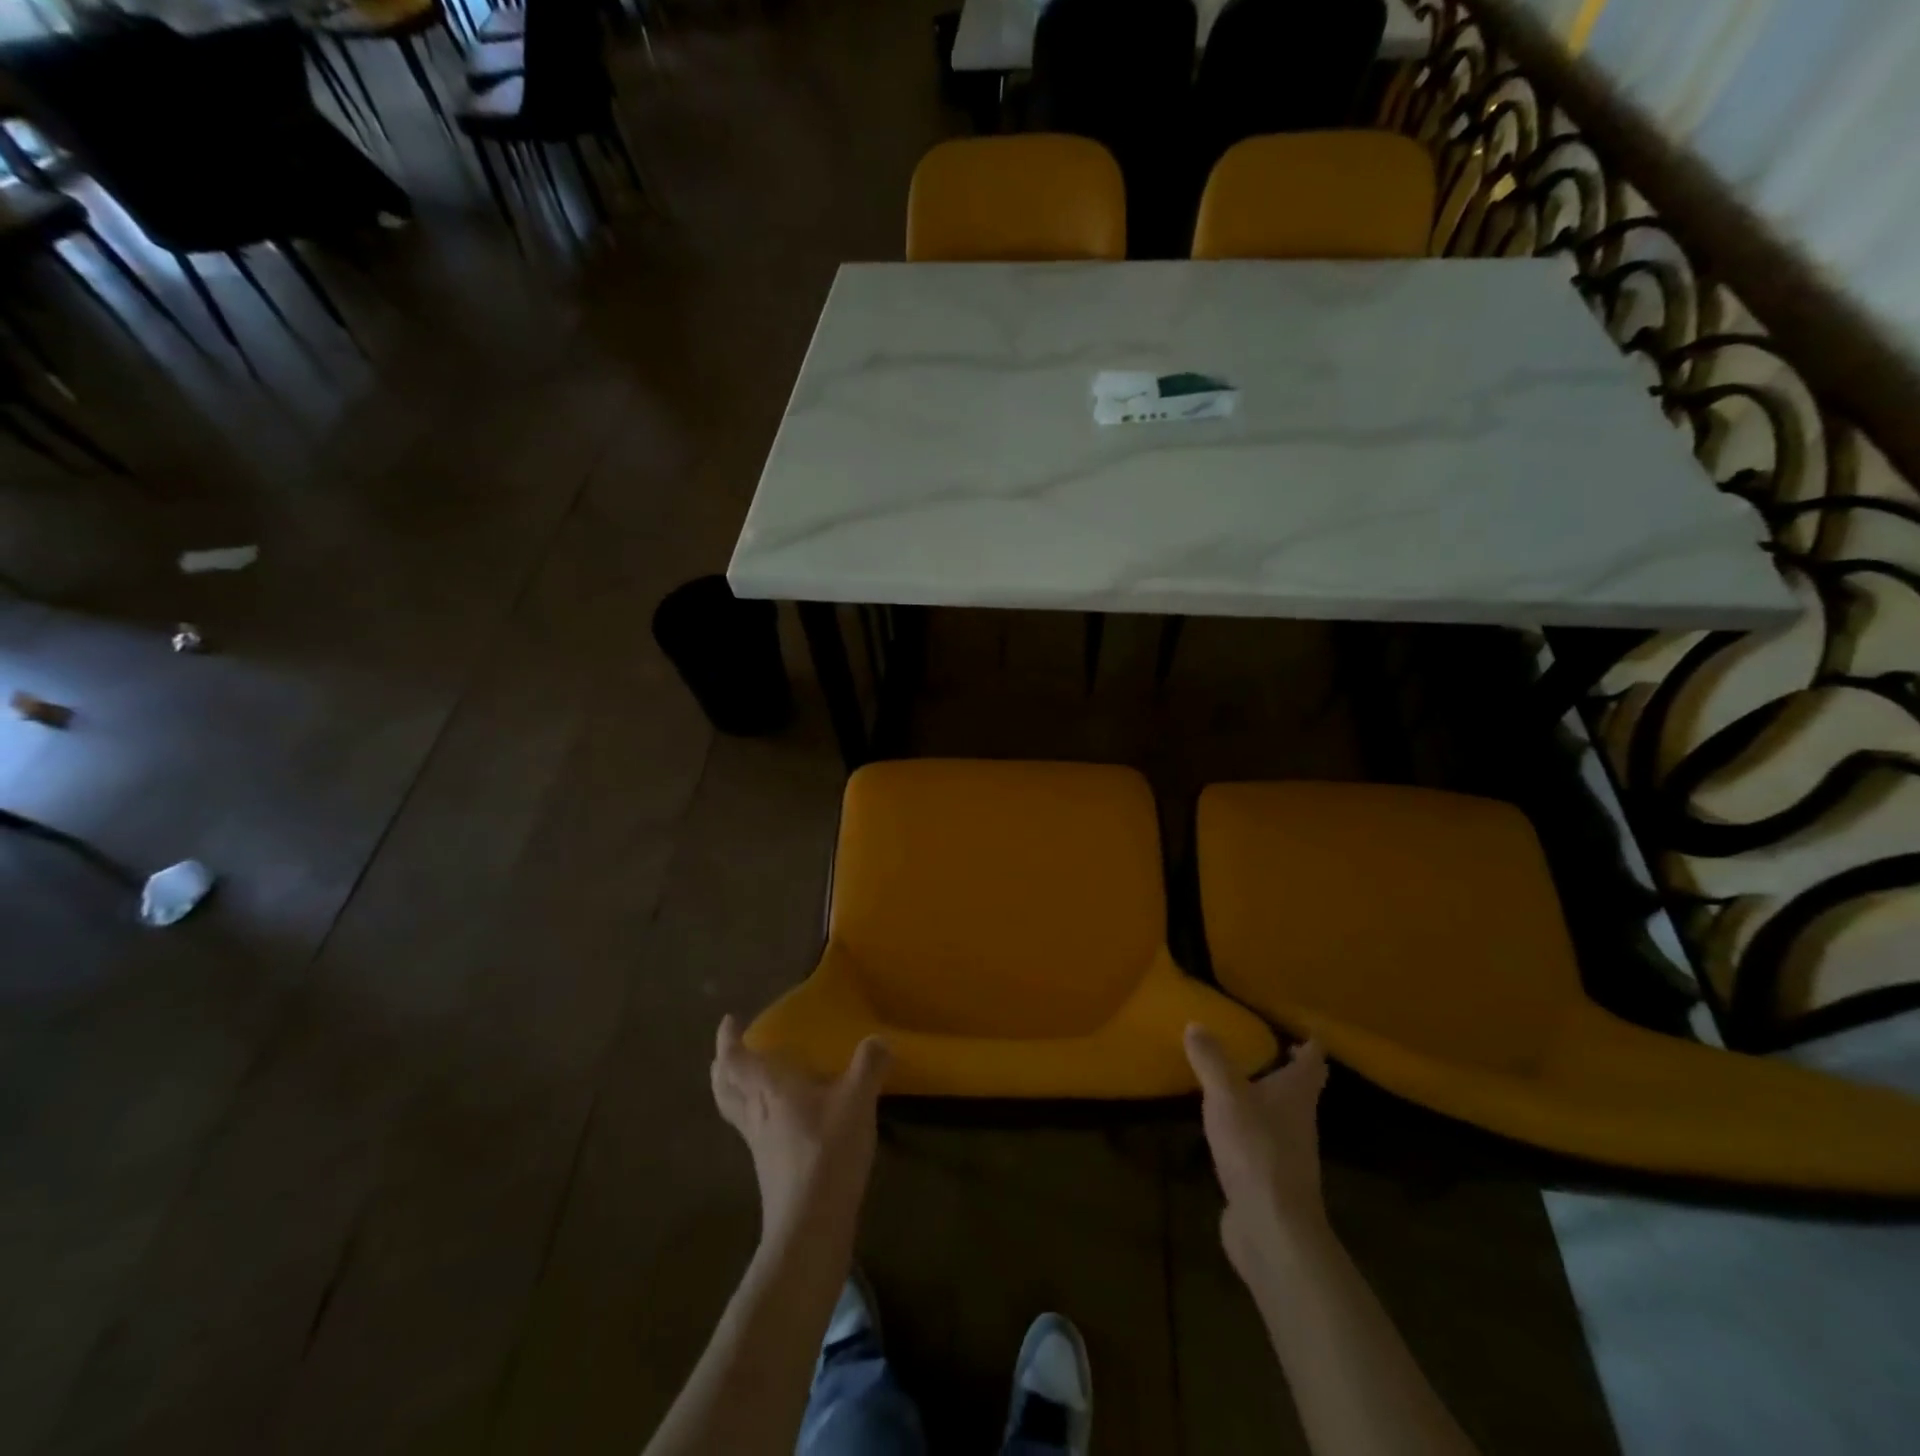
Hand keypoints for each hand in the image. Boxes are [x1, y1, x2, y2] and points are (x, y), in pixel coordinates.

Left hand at [711, 1016, 890, 1244]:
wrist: (809, 1227)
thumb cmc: (827, 1152)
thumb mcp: (857, 1101)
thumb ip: (868, 1065)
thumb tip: (879, 1040)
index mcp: (769, 1089)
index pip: (736, 1059)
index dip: (728, 1039)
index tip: (728, 1021)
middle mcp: (756, 1113)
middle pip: (726, 1087)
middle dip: (723, 1066)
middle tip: (729, 1050)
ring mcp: (759, 1145)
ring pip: (736, 1110)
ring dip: (736, 1090)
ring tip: (751, 1079)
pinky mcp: (770, 1169)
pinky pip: (754, 1129)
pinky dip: (758, 1114)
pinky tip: (782, 1118)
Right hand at [1184, 1024, 1330, 1282]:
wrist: (1272, 1230)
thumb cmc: (1256, 1151)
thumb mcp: (1226, 1095)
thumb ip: (1211, 1060)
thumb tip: (1196, 1024)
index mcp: (1296, 1094)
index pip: (1312, 1060)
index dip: (1309, 1041)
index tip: (1301, 1025)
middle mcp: (1298, 1120)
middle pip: (1300, 1088)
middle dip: (1287, 1068)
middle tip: (1264, 1046)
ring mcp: (1286, 1152)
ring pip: (1279, 1115)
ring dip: (1264, 1097)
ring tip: (1235, 1080)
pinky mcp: (1268, 1179)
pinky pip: (1260, 1142)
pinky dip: (1248, 1128)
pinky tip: (1224, 1127)